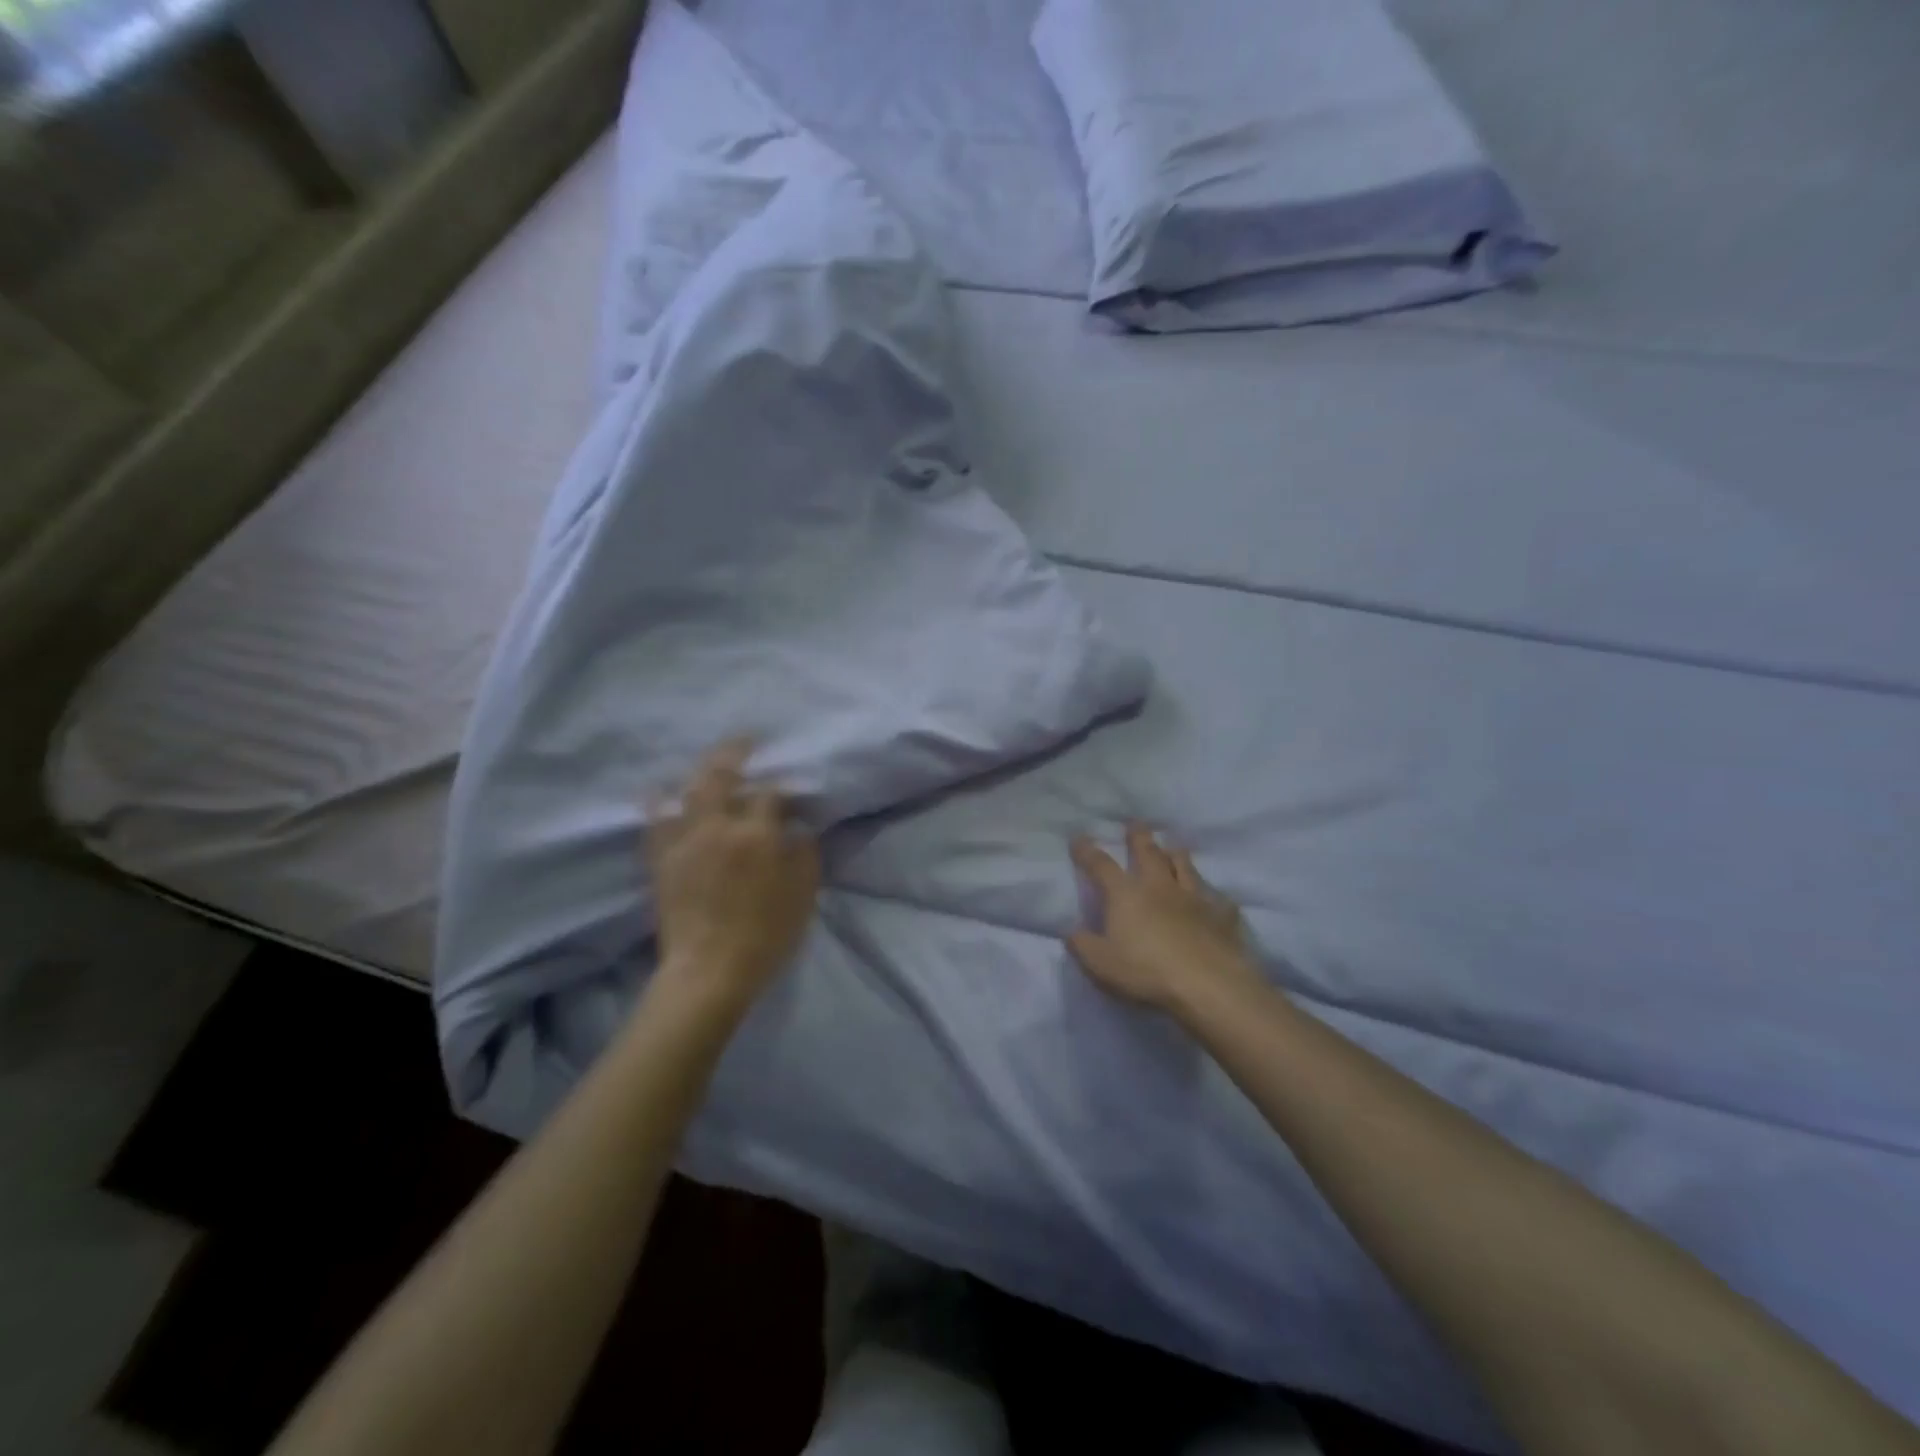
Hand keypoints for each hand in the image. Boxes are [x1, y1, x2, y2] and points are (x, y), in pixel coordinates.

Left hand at [646, 741, 820, 1006]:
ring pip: (687, 792)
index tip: (790, 794)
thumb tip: (800, 828)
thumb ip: (805, 854)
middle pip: (722, 775)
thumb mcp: (803, 894)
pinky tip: (661, 793)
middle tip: (745, 740)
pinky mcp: (662, 860)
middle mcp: (718, 827)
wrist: (709, 971)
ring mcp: (685, 842)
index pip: (771, 794)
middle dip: (735, 752)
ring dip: (699, 772)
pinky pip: (655, 822)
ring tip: (709, 763)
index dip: (783, 789)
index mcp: (757, 835)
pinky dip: (658, 803)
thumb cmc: (766, 934)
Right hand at [1068, 824, 1256, 1014]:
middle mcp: (1159, 886)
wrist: (1208, 984)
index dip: (1087, 851)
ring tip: (1174, 847)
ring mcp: (1193, 898)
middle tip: (1136, 823)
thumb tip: (1071, 931)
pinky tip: (1216, 898)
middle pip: (1148, 853)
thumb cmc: (1147, 972)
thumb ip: (1083, 945)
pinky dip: (1213, 896)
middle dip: (1139, 836)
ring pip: (1184, 866)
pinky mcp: (1221, 916)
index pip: (1101, 865)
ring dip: (1176, 854)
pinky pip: (1218, 900)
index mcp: (1126, 894)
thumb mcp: (1101, 964)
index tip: (1079, 838)